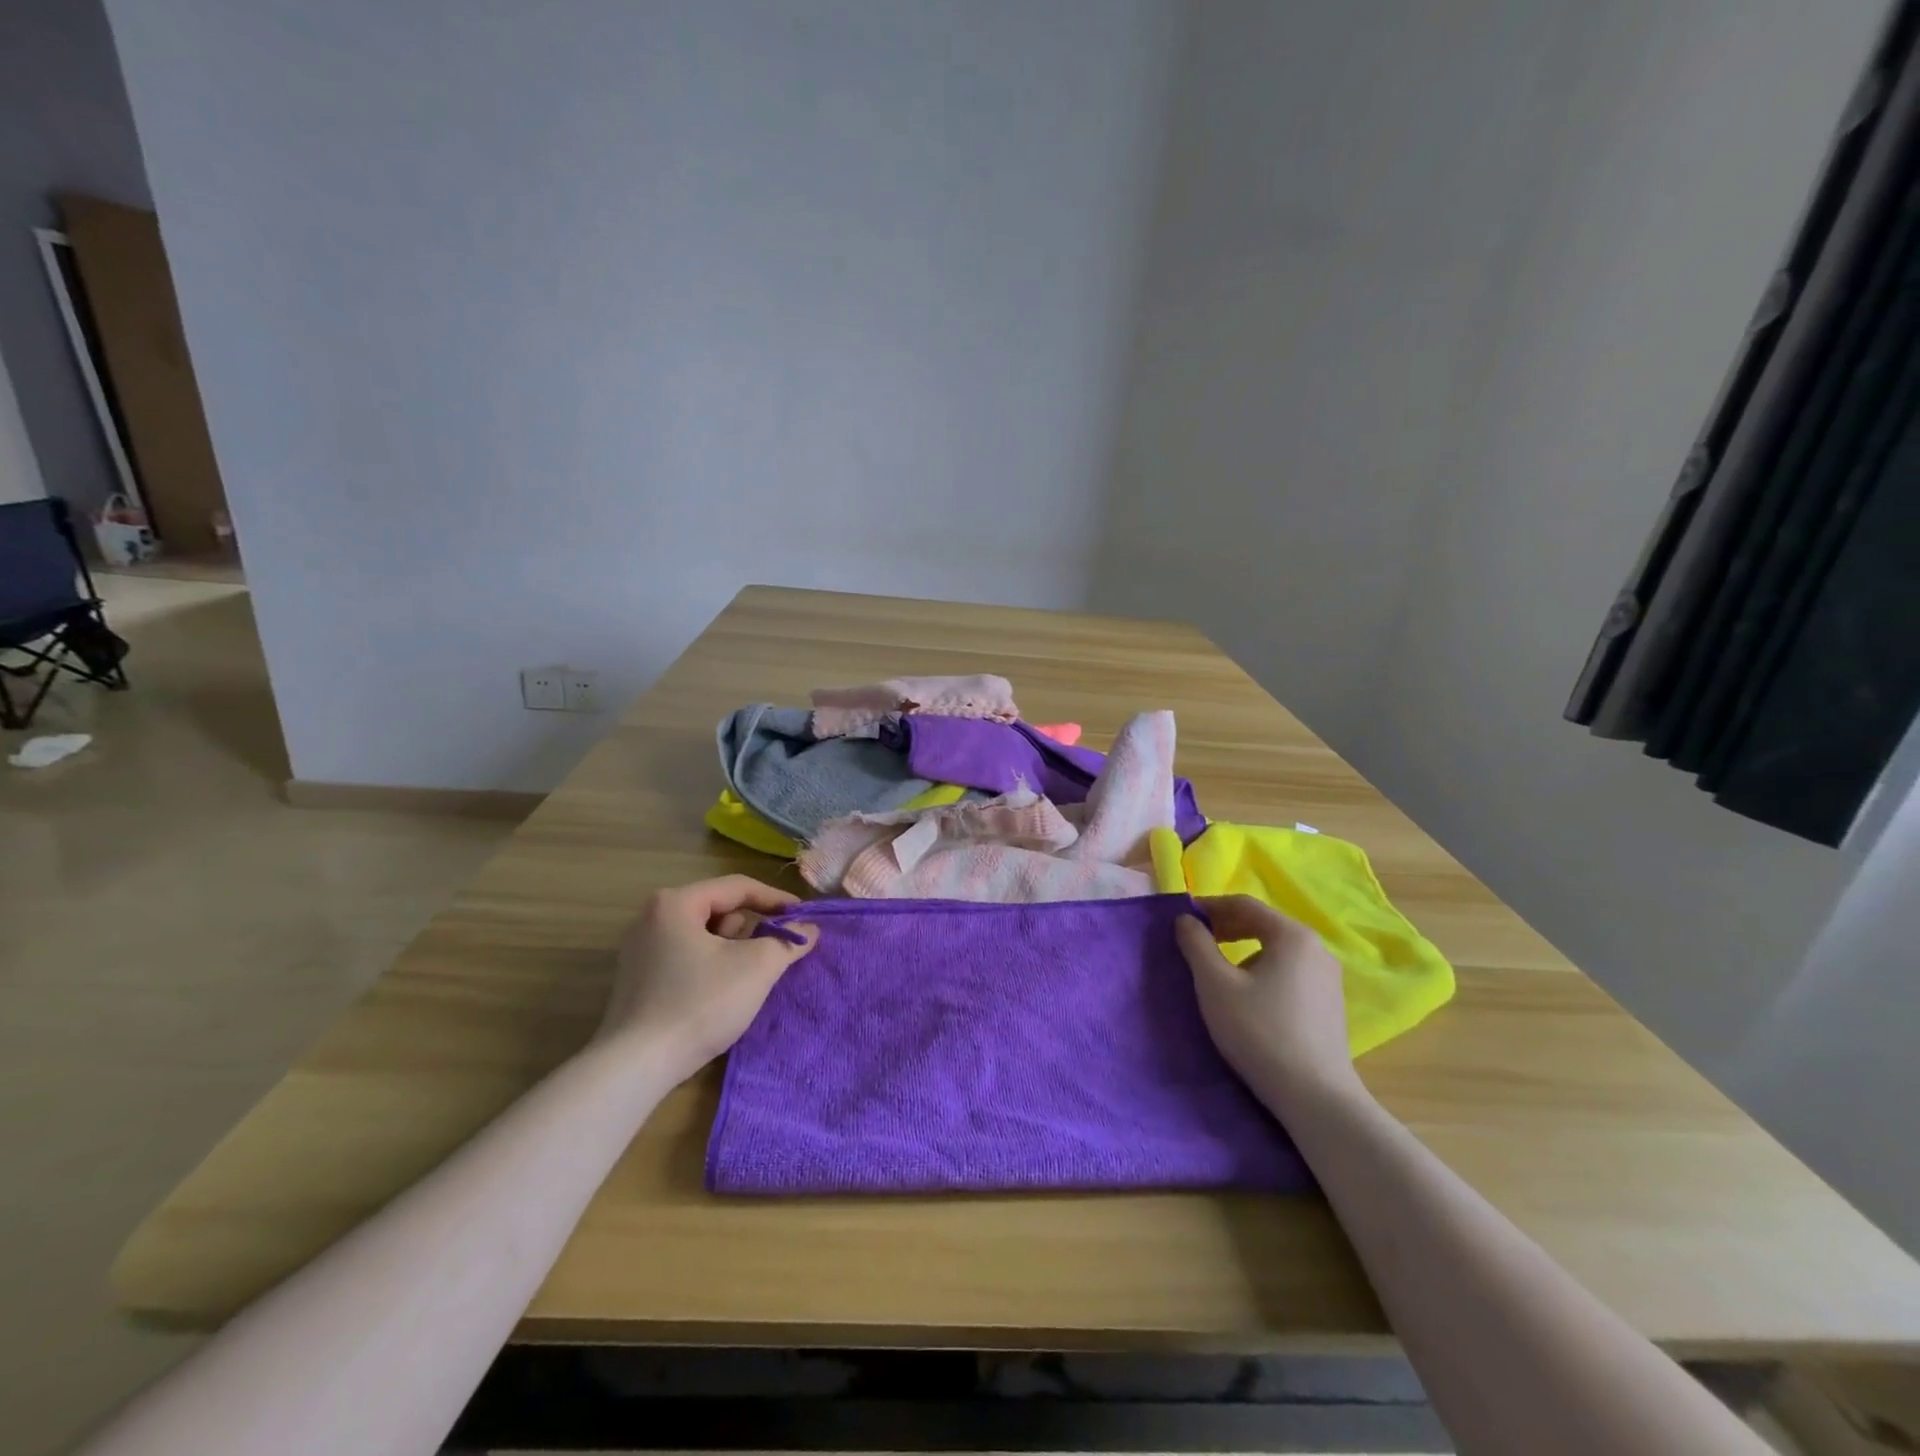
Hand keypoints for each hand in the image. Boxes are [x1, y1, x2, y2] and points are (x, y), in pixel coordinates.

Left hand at [598, 876, 817, 1084]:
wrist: (637, 1066)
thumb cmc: (700, 1004)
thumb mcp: (756, 967)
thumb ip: (788, 941)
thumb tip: (809, 929)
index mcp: (676, 902)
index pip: (738, 887)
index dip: (776, 899)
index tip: (803, 917)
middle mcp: (652, 917)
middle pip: (719, 909)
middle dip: (751, 928)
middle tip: (773, 952)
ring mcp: (641, 949)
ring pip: (704, 935)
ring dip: (732, 949)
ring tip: (747, 977)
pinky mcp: (638, 979)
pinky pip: (687, 956)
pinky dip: (712, 965)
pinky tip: (722, 993)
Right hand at [1176, 896, 1361, 1116]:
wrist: (1316, 1097)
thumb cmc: (1259, 1032)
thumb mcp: (1215, 984)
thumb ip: (1196, 944)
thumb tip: (1186, 920)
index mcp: (1292, 935)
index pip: (1245, 904)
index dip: (1210, 906)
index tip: (1184, 918)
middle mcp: (1317, 949)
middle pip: (1264, 924)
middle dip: (1227, 928)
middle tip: (1197, 942)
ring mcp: (1328, 978)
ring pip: (1277, 950)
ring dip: (1244, 951)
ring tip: (1219, 972)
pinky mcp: (1330, 1004)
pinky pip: (1290, 971)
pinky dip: (1264, 971)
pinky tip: (1249, 997)